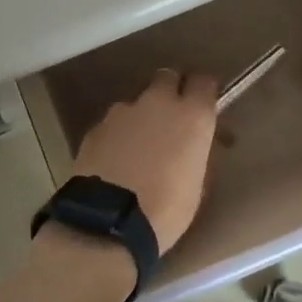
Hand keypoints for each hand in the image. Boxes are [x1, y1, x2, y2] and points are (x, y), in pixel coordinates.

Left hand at [69, 69, 218, 252]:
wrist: (108, 223)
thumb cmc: (166, 210)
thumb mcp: (197, 185)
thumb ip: (197, 152)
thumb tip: (193, 145)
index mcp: (192, 115)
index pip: (204, 82)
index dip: (203, 92)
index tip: (203, 106)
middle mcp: (158, 102)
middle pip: (167, 78)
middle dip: (171, 91)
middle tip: (171, 119)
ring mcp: (123, 112)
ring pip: (137, 102)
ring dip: (141, 117)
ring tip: (138, 148)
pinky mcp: (97, 127)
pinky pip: (114, 124)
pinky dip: (118, 135)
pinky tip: (115, 160)